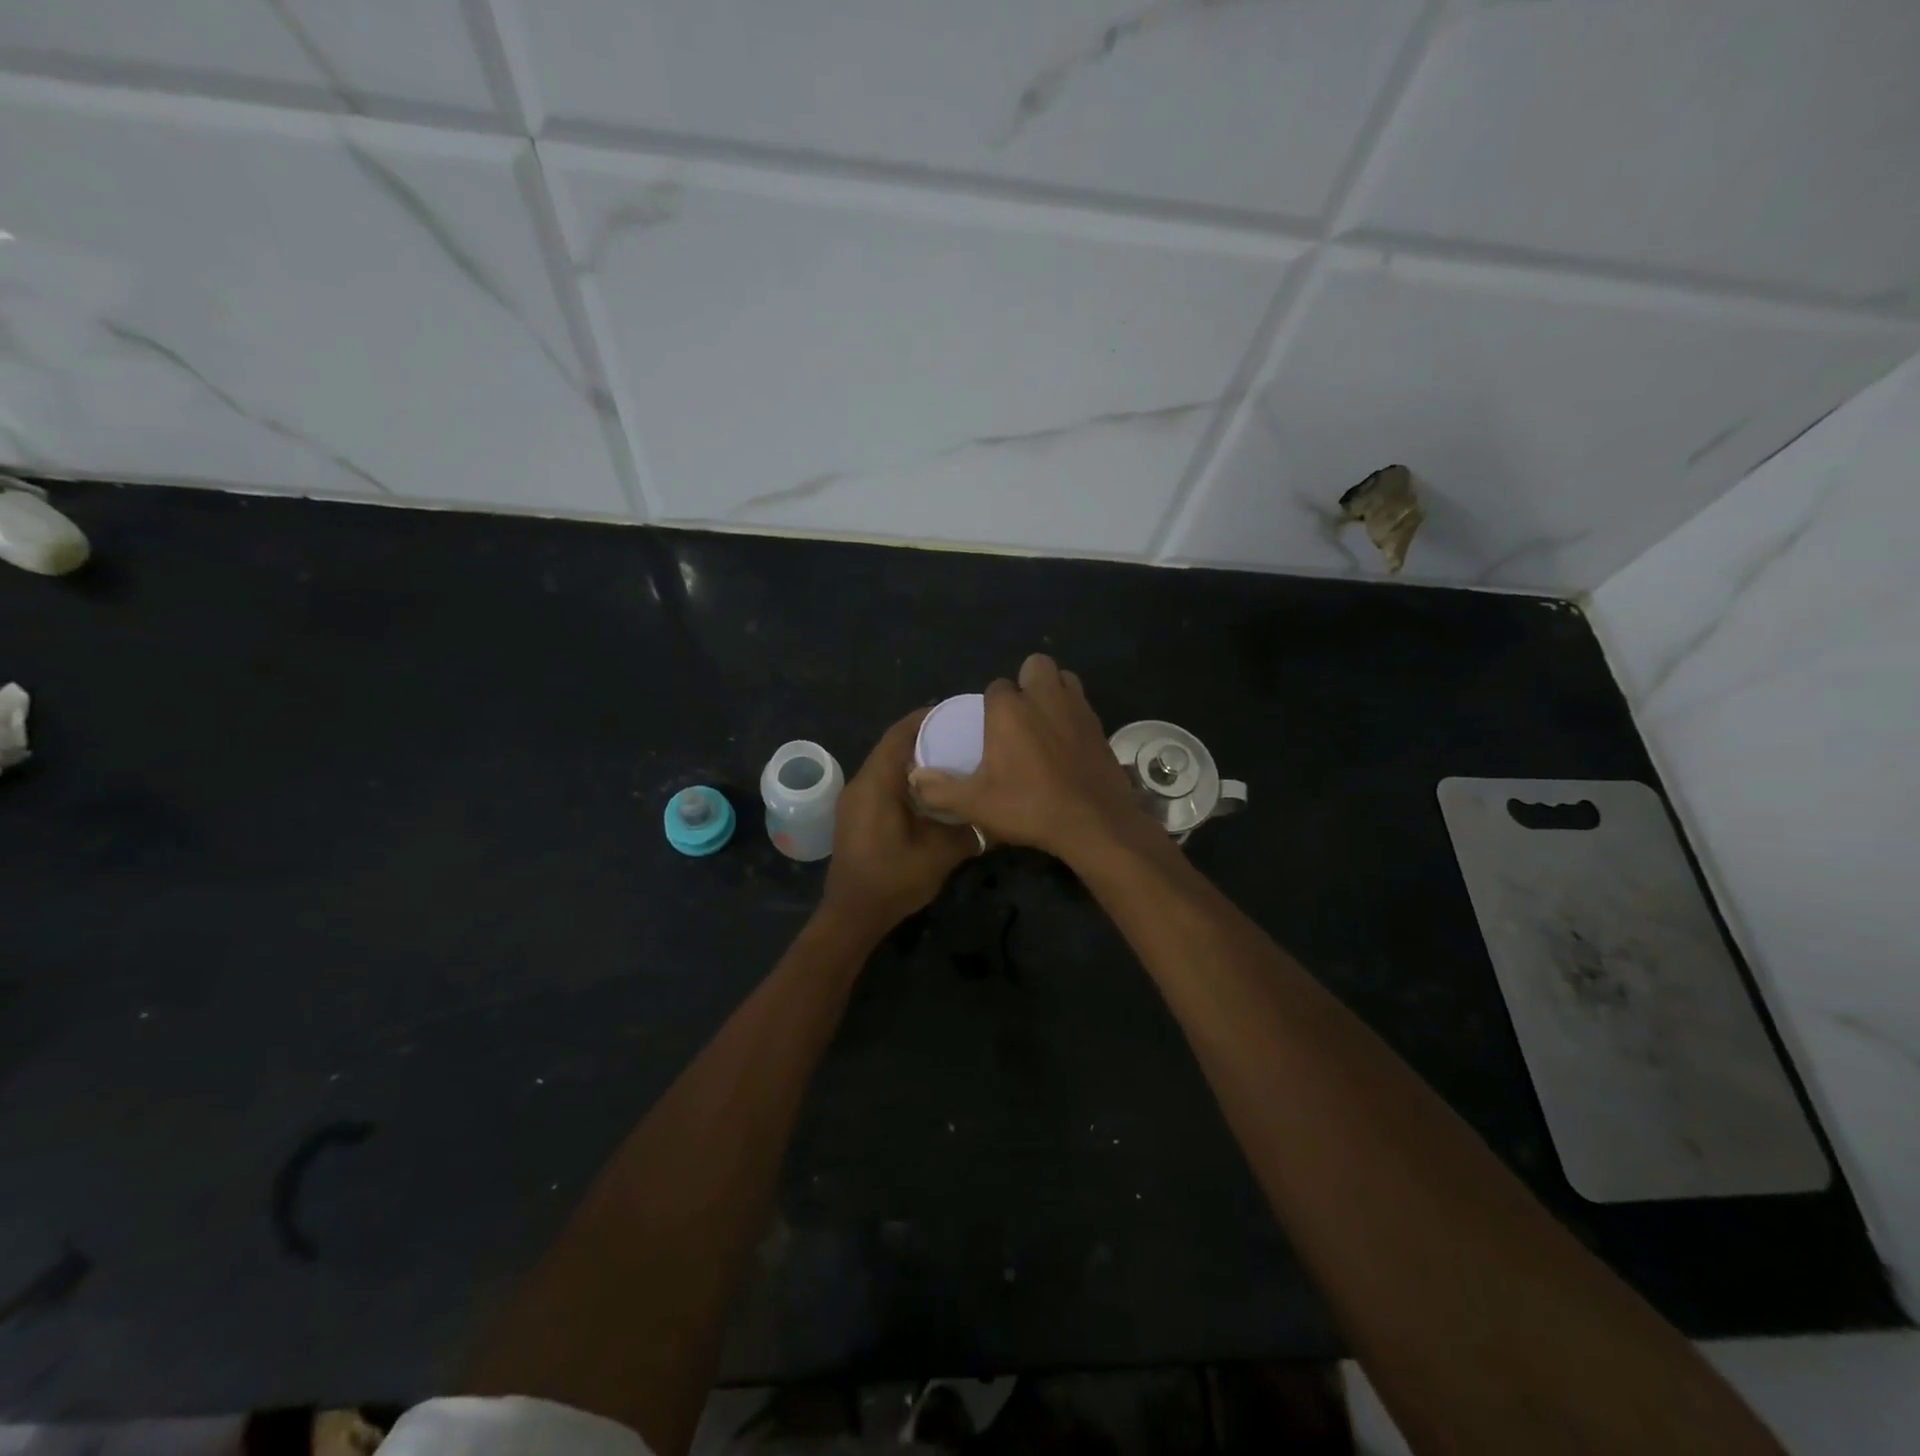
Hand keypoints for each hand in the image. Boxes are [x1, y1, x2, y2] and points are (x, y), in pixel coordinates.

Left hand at [822, 709, 980, 932]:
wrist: (852, 915)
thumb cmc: (893, 880)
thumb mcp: (940, 854)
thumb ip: (970, 830)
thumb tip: (996, 815)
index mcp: (877, 783)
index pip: (899, 735)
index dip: (926, 718)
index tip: (956, 714)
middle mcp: (860, 783)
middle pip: (891, 746)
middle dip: (924, 737)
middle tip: (960, 736)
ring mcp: (854, 800)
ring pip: (885, 765)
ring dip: (913, 759)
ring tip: (949, 759)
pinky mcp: (854, 814)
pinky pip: (881, 783)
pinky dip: (903, 778)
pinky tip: (929, 791)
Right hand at [908, 654, 1154, 864]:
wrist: (1093, 823)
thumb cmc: (1029, 807)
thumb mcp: (976, 804)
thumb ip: (940, 789)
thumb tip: (914, 778)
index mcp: (1009, 709)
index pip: (996, 686)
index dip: (991, 704)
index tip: (990, 730)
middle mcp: (1044, 698)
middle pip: (1036, 665)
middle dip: (1026, 681)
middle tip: (1019, 716)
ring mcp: (1077, 708)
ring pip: (1064, 678)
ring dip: (1053, 690)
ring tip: (1043, 721)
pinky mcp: (1100, 726)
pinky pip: (1082, 704)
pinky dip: (1072, 713)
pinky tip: (1066, 743)